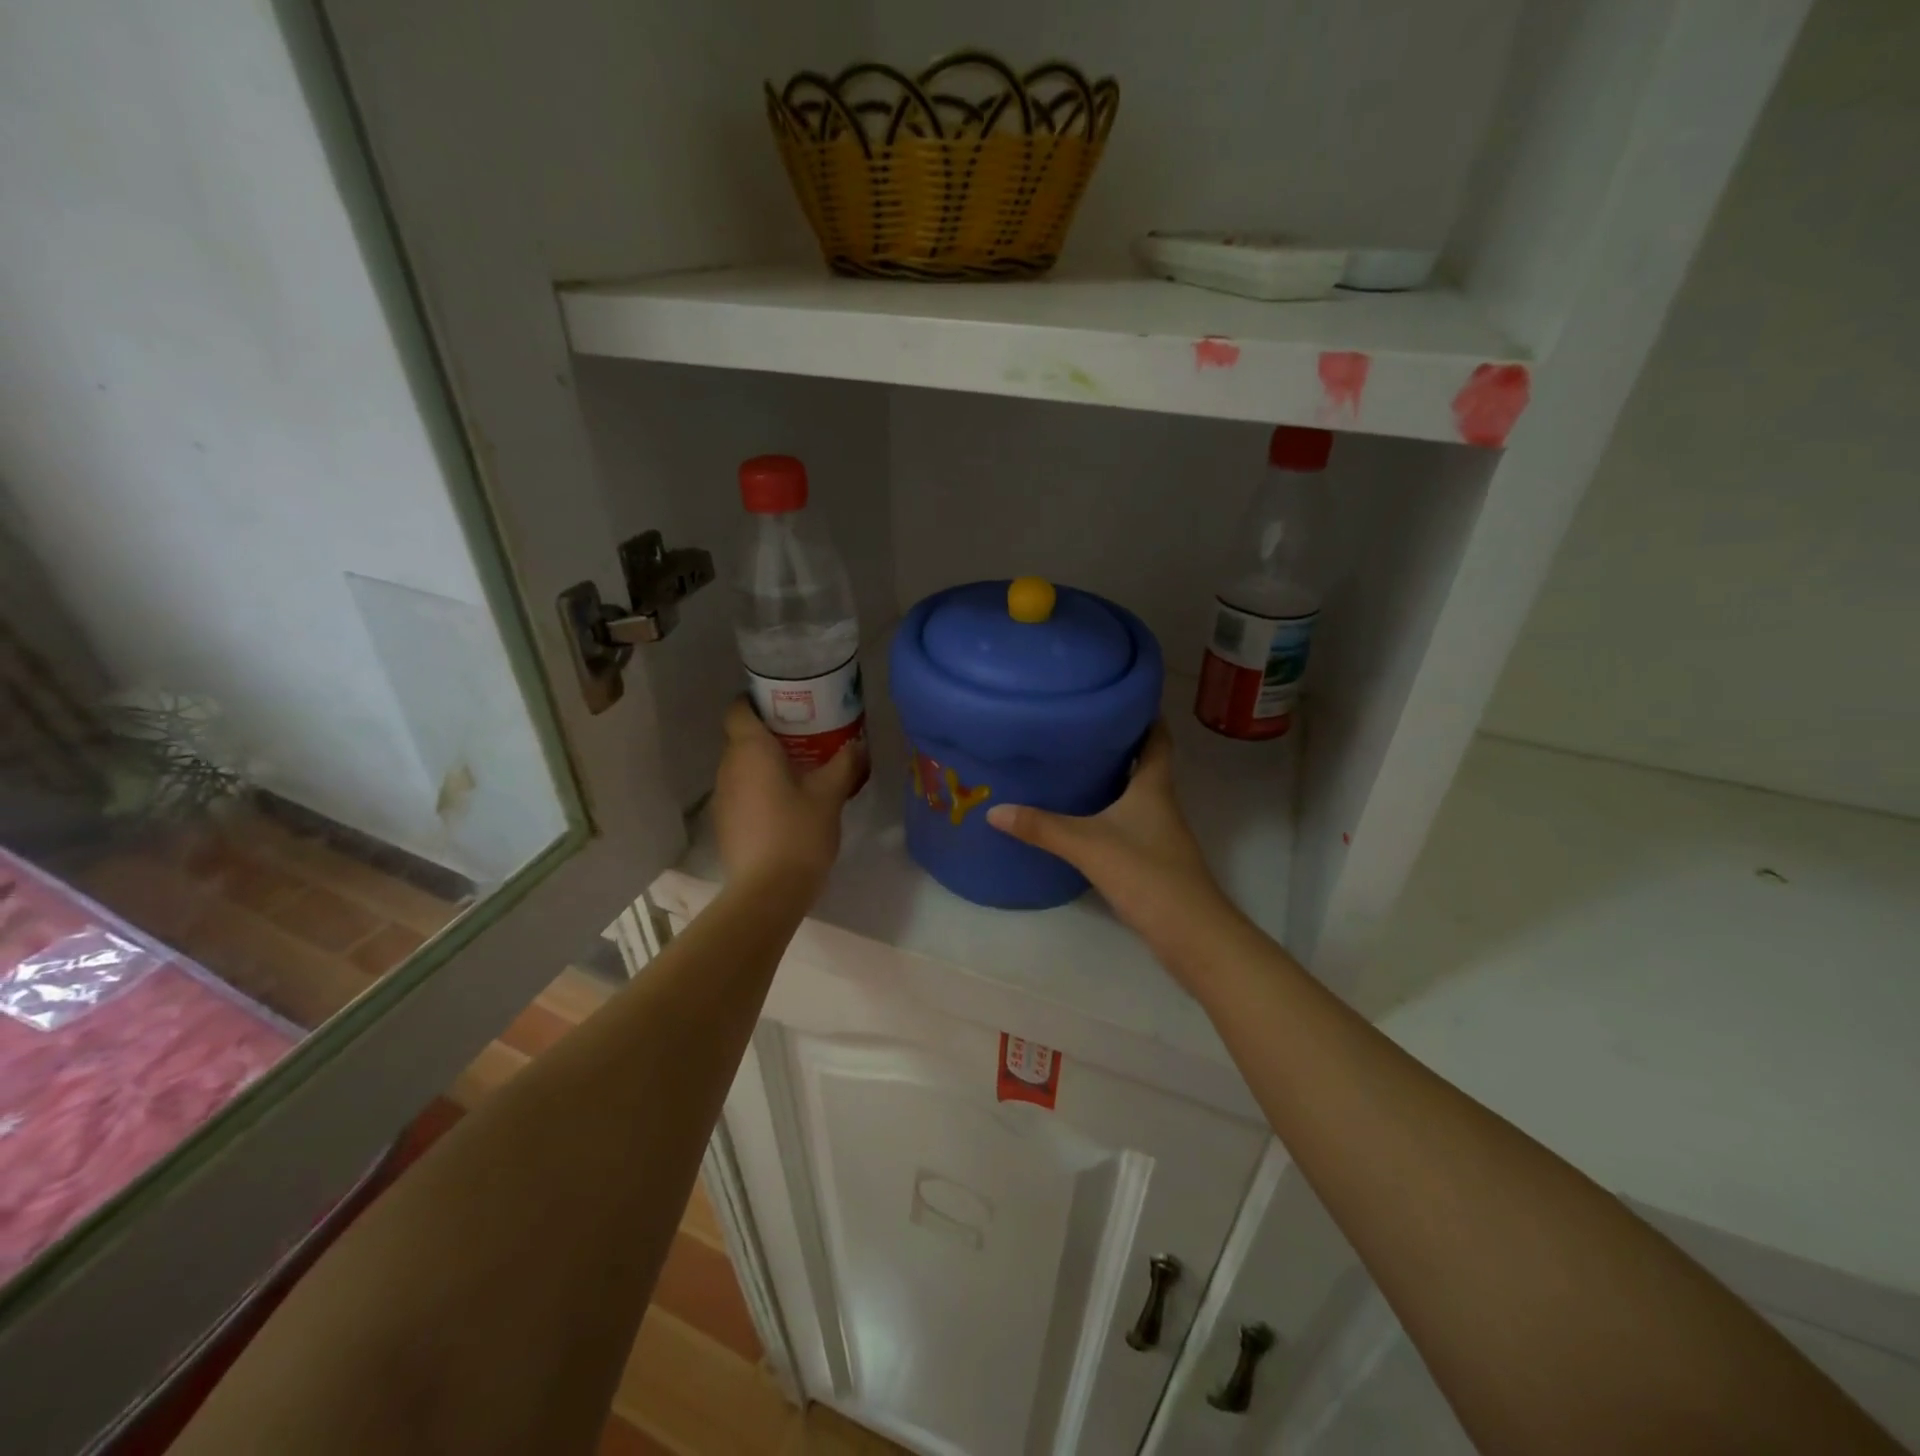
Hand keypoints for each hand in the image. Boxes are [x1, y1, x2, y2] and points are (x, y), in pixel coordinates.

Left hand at [714, 698, 862, 894]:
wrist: (768, 891)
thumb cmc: (798, 832)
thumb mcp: (830, 794)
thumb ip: (844, 763)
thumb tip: (858, 743)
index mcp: (750, 750)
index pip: (739, 709)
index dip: (757, 702)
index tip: (785, 705)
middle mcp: (728, 767)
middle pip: (742, 737)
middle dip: (770, 733)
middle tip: (806, 736)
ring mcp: (722, 797)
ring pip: (742, 766)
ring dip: (765, 764)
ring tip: (800, 770)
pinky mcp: (724, 822)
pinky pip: (741, 791)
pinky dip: (760, 788)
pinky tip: (786, 803)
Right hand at [987, 722, 1232, 948]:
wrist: (1190, 932)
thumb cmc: (1146, 873)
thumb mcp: (1088, 845)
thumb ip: (1042, 827)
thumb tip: (995, 810)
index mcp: (1154, 787)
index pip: (1158, 739)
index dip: (1146, 716)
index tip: (1123, 698)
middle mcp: (1161, 804)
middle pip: (1147, 764)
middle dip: (1121, 745)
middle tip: (1081, 729)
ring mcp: (1160, 834)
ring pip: (1138, 795)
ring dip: (1115, 780)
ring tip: (1075, 767)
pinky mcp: (1154, 861)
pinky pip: (1130, 824)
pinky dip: (1111, 813)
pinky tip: (1084, 819)